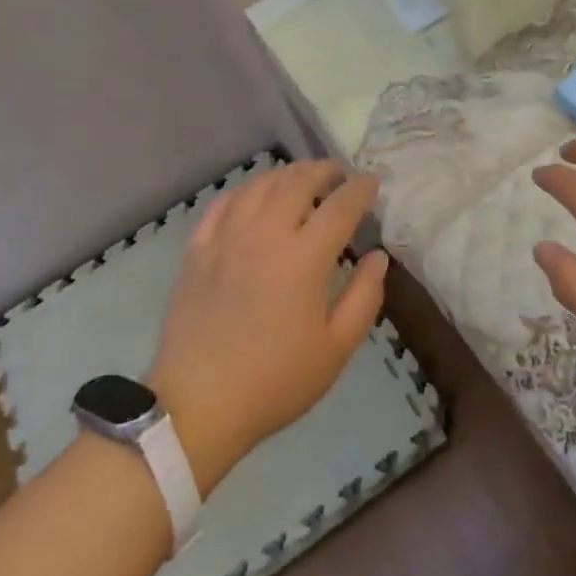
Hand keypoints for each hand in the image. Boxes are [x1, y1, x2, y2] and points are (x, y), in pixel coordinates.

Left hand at [150, 162, 387, 493]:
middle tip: (338, 173)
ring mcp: (227, 238)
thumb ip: (364, 297)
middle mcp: (266, 234)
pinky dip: (245, 191)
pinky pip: (223, 204)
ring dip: (285, 175)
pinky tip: (253, 196)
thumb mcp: (336, 349)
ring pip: (259, 186)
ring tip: (300, 178)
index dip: (360, 189)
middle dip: (323, 170)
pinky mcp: (198, 249)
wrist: (199, 404)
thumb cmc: (276, 381)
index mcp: (304, 257)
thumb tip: (378, 257)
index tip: (372, 182)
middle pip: (297, 182)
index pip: (340, 206)